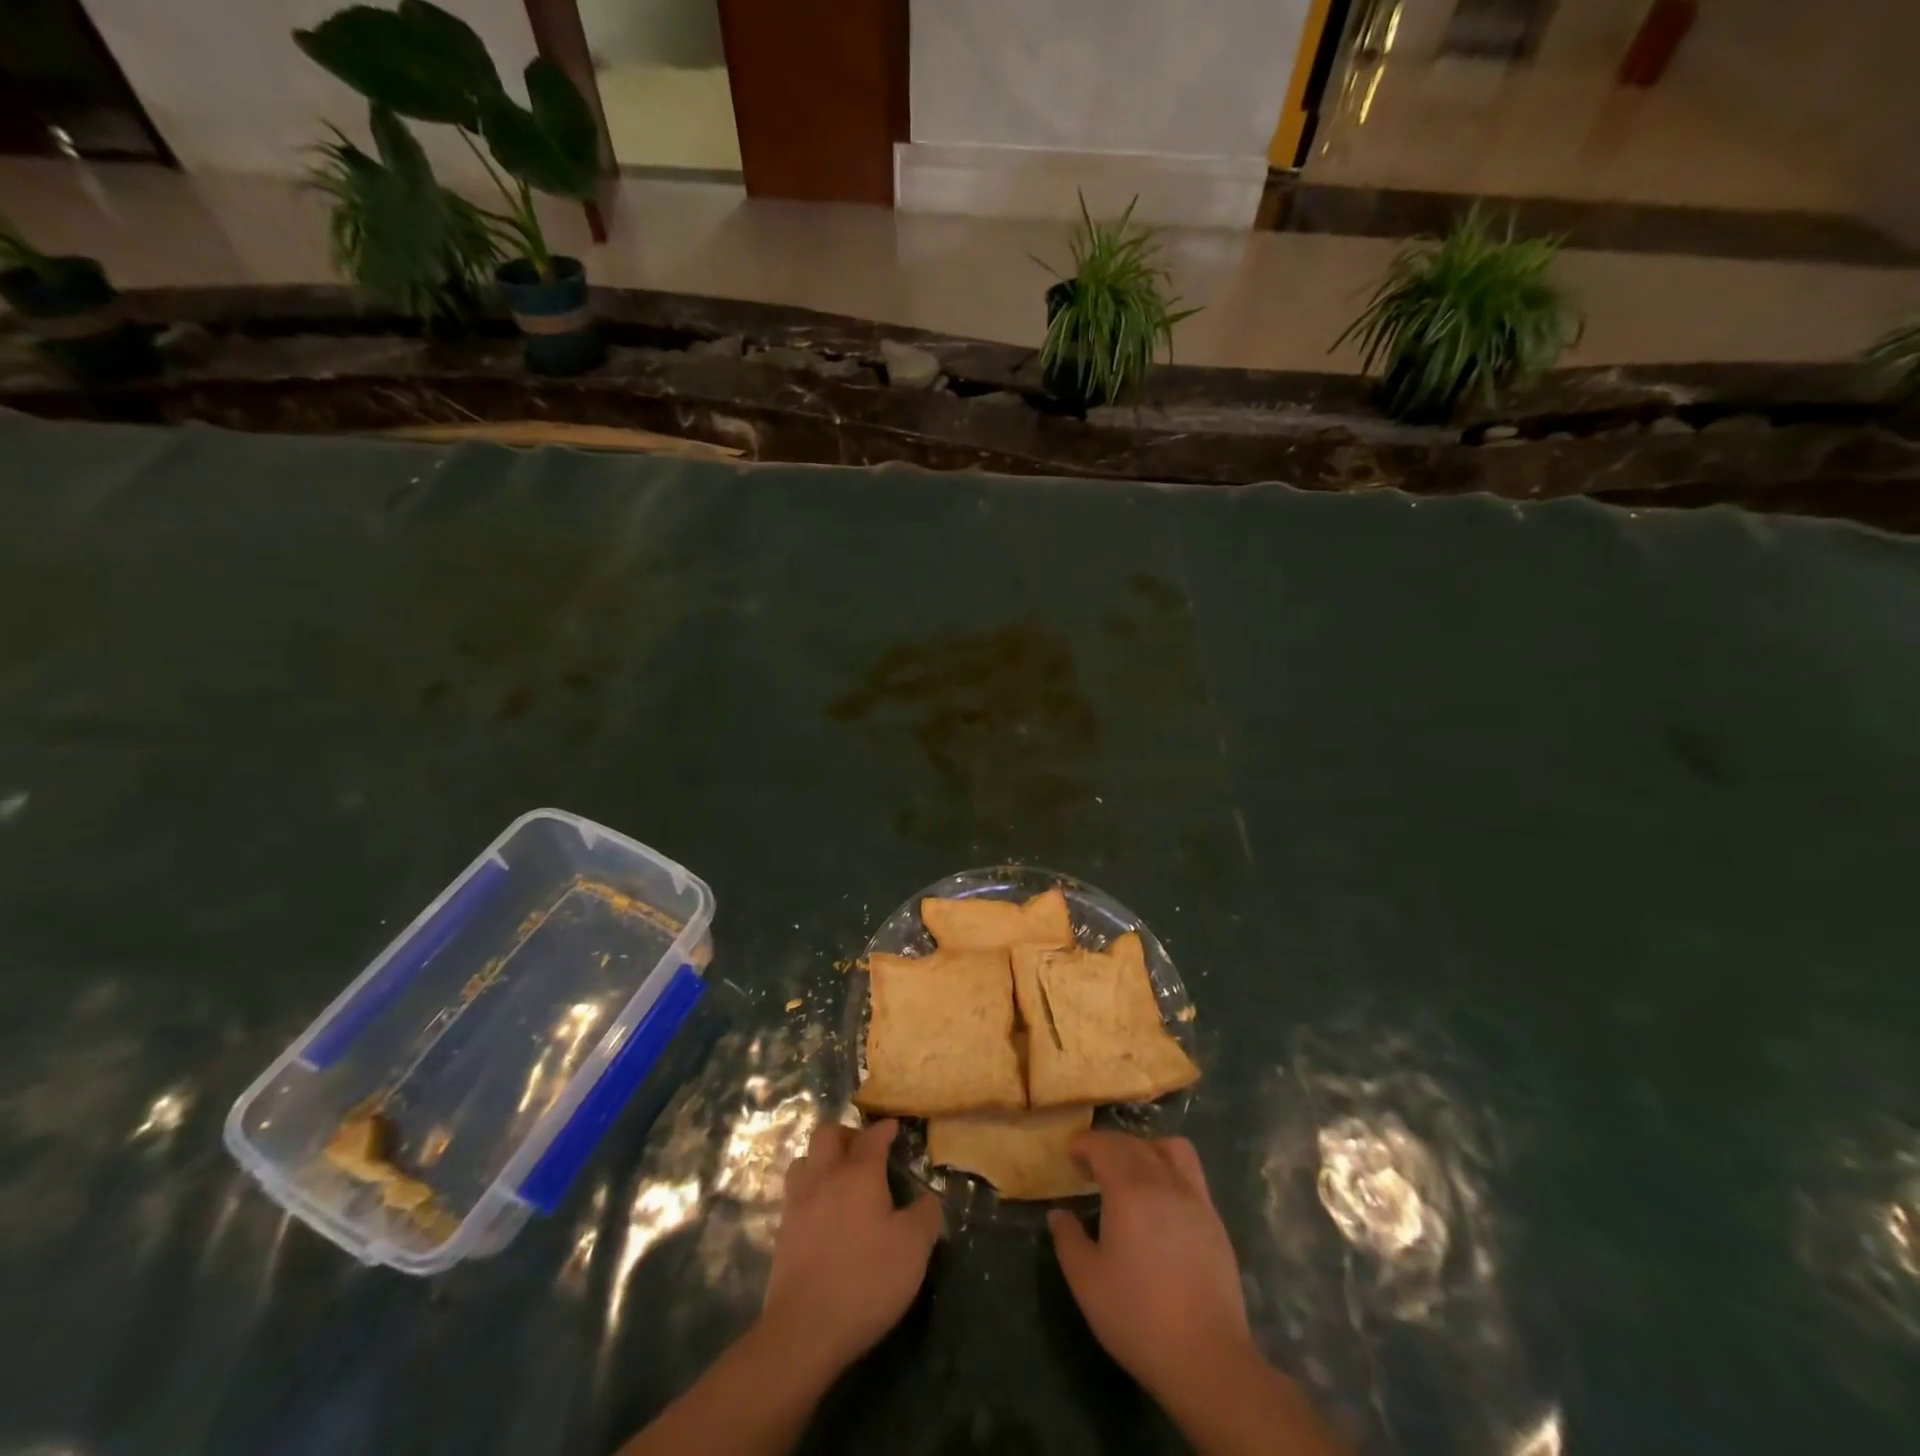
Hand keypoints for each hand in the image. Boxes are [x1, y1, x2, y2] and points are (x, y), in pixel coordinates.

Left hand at [760, 1117, 942, 1377]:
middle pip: (827, 1134)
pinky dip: (810, 1189)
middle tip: (863, 1150)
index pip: (872, 1136)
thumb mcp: (913, 1249)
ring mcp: (798, 1203)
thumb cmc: (865, 1280)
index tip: (894, 1128)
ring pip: (805, 1159)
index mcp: (859, 1173)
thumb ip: (925, 1215)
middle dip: (847, 1134)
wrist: (804, 1329)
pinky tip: (822, 1211)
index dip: (885, 1129)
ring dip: (822, 1159)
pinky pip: (795, 1192)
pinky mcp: (783, 1231)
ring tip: (839, 1177)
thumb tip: (927, 1199)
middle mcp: (825, 1177)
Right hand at [1048, 1131, 1254, 1402]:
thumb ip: (1068, 1239)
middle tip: (1091, 1165)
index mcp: (1128, 1189)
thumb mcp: (1086, 1282)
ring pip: (1169, 1149)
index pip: (1104, 1145)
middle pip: (1133, 1143)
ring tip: (1131, 1172)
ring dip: (1145, 1148)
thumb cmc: (1138, 1317)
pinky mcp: (1214, 1219)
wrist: (1207, 1358)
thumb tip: (1058, 1213)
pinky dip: (1170, 1169)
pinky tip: (1162, 1200)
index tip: (1071, 1155)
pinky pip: (1191, 1173)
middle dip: (1108, 1145)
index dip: (1084, 1143)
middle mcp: (1163, 1181)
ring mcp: (1194, 1198)